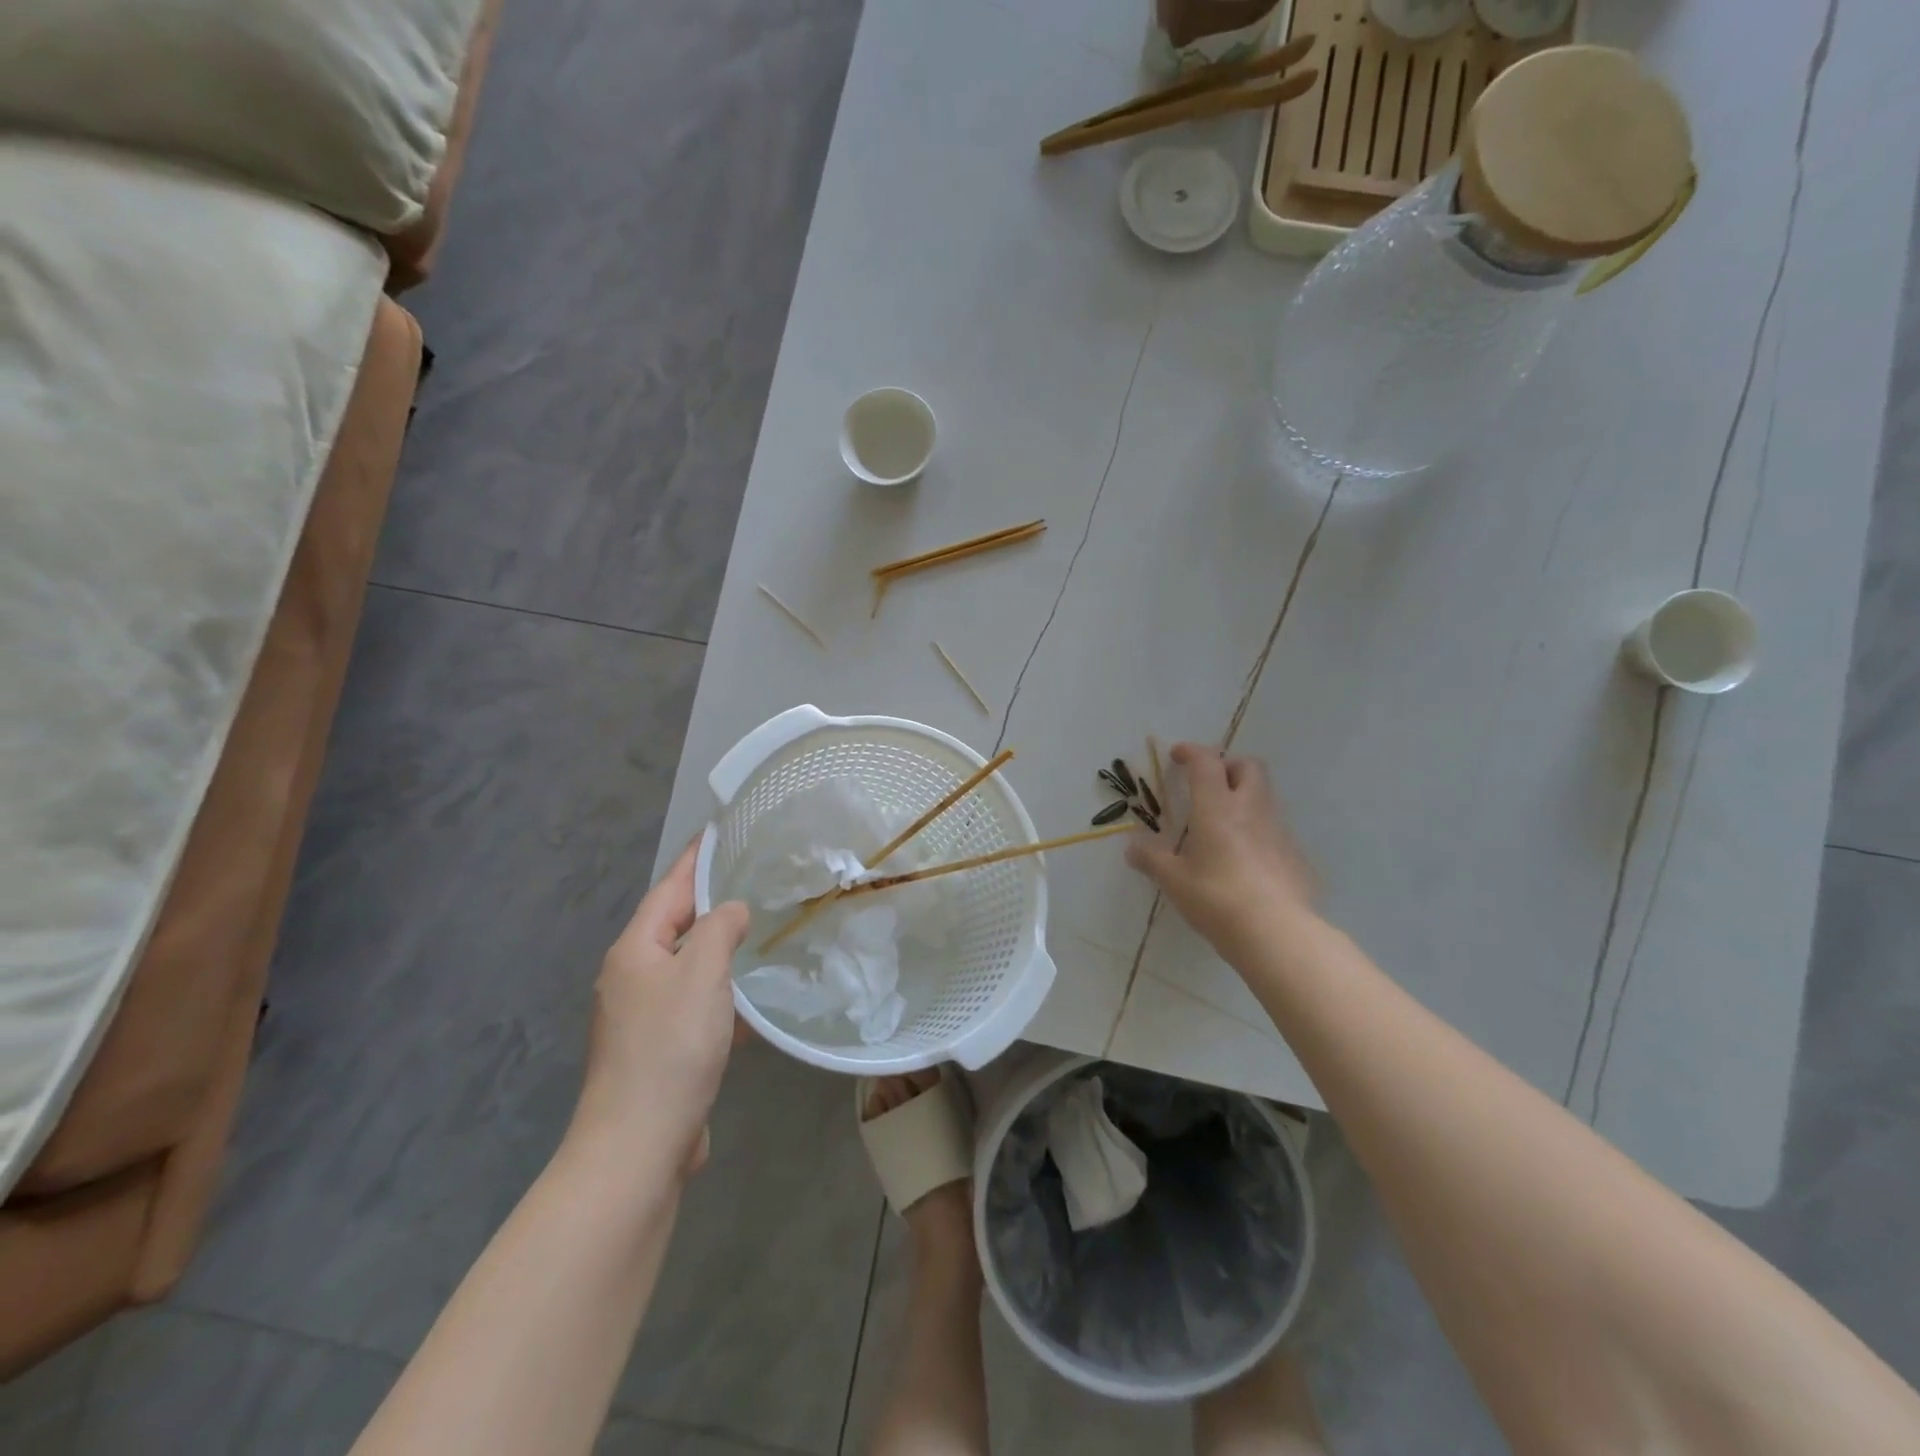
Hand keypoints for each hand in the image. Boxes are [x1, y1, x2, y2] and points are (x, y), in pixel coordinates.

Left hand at [569, 841, 749, 1180]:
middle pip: (674, 924)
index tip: (722, 829)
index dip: (696, 858)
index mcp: (634, 950)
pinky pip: (692, 1004)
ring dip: (718, 948)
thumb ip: (718, 930)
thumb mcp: (701, 975)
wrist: (637, 1147)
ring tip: (759, 929)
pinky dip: (719, 993)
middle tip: (753, 877)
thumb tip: (730, 910)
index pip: (670, 888)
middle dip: (710, 900)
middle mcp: (631, 977)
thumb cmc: (670, 1049)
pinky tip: (749, 1001)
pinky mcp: (656, 1050)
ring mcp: (640, 1016)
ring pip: (686, 966)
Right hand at [1126, 744, 1316, 951]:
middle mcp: (1251, 809)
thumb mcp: (1174, 881)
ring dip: (1244, 797)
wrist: (1276, 933)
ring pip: (1265, 796)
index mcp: (1217, 807)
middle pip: (1248, 767)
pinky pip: (1275, 829)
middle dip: (1227, 766)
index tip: (1178, 755)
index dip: (1191, 752)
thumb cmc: (1216, 898)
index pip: (1206, 762)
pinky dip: (1258, 830)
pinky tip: (1245, 859)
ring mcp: (1279, 831)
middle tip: (1208, 784)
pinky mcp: (1295, 855)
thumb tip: (1131, 849)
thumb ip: (1151, 860)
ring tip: (1223, 824)